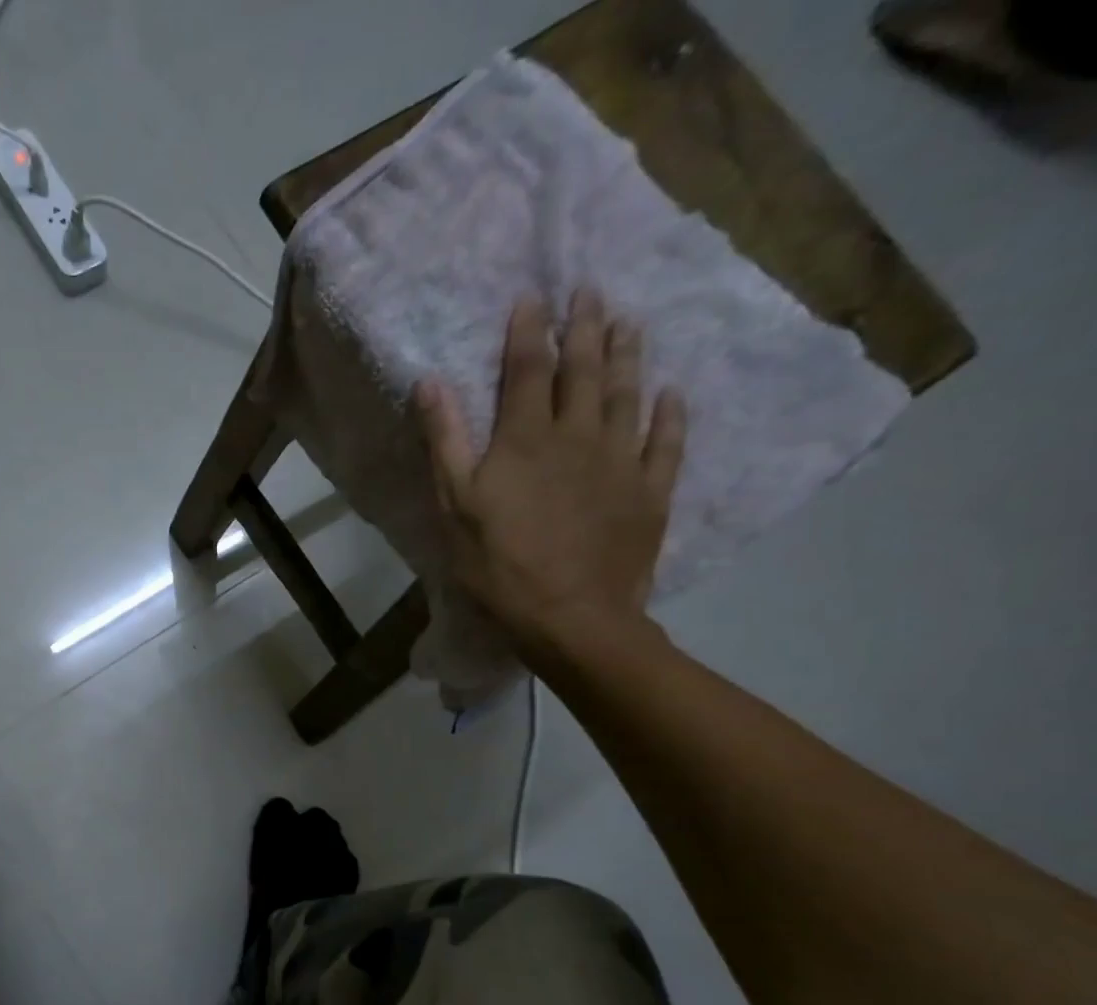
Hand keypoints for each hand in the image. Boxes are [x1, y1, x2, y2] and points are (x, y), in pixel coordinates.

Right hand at [412, 289, 685, 658]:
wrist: (570, 616)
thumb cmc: (500, 565)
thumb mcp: (455, 507)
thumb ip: (445, 442)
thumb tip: (430, 382)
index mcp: (526, 438)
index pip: (528, 368)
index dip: (529, 331)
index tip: (533, 296)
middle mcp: (579, 434)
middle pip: (584, 369)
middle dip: (585, 326)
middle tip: (592, 290)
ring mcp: (621, 460)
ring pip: (628, 394)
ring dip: (628, 354)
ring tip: (630, 322)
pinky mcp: (650, 491)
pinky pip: (665, 442)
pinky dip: (670, 413)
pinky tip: (672, 392)